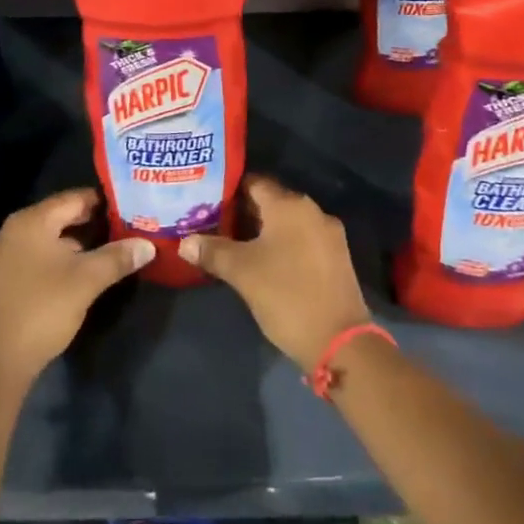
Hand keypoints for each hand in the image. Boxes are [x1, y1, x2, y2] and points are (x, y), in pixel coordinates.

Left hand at [0, 188, 152, 385]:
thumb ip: (118, 257)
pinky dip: (57, 260)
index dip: (103, 202)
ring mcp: (1, 256)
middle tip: (124, 229)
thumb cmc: (42, 309)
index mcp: (30, 221)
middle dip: (92, 224)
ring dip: (75, 244)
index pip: (73, 198)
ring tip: (107, 252)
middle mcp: (11, 230)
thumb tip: (148, 245)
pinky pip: (34, 257)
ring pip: (47, 240)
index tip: (130, 207)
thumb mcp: (87, 281)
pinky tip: (77, 274)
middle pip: (59, 217)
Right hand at [179, 176, 371, 371]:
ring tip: (233, 245)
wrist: (339, 341)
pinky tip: (264, 263)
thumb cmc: (286, 295)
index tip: (206, 202)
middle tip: (213, 225)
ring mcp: (328, 234)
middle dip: (243, 212)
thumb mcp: (241, 272)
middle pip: (271, 201)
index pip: (253, 183)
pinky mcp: (336, 257)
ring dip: (262, 231)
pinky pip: (301, 239)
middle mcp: (312, 211)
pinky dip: (282, 245)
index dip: (228, 191)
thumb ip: (212, 251)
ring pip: (286, 223)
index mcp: (289, 205)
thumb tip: (184, 242)